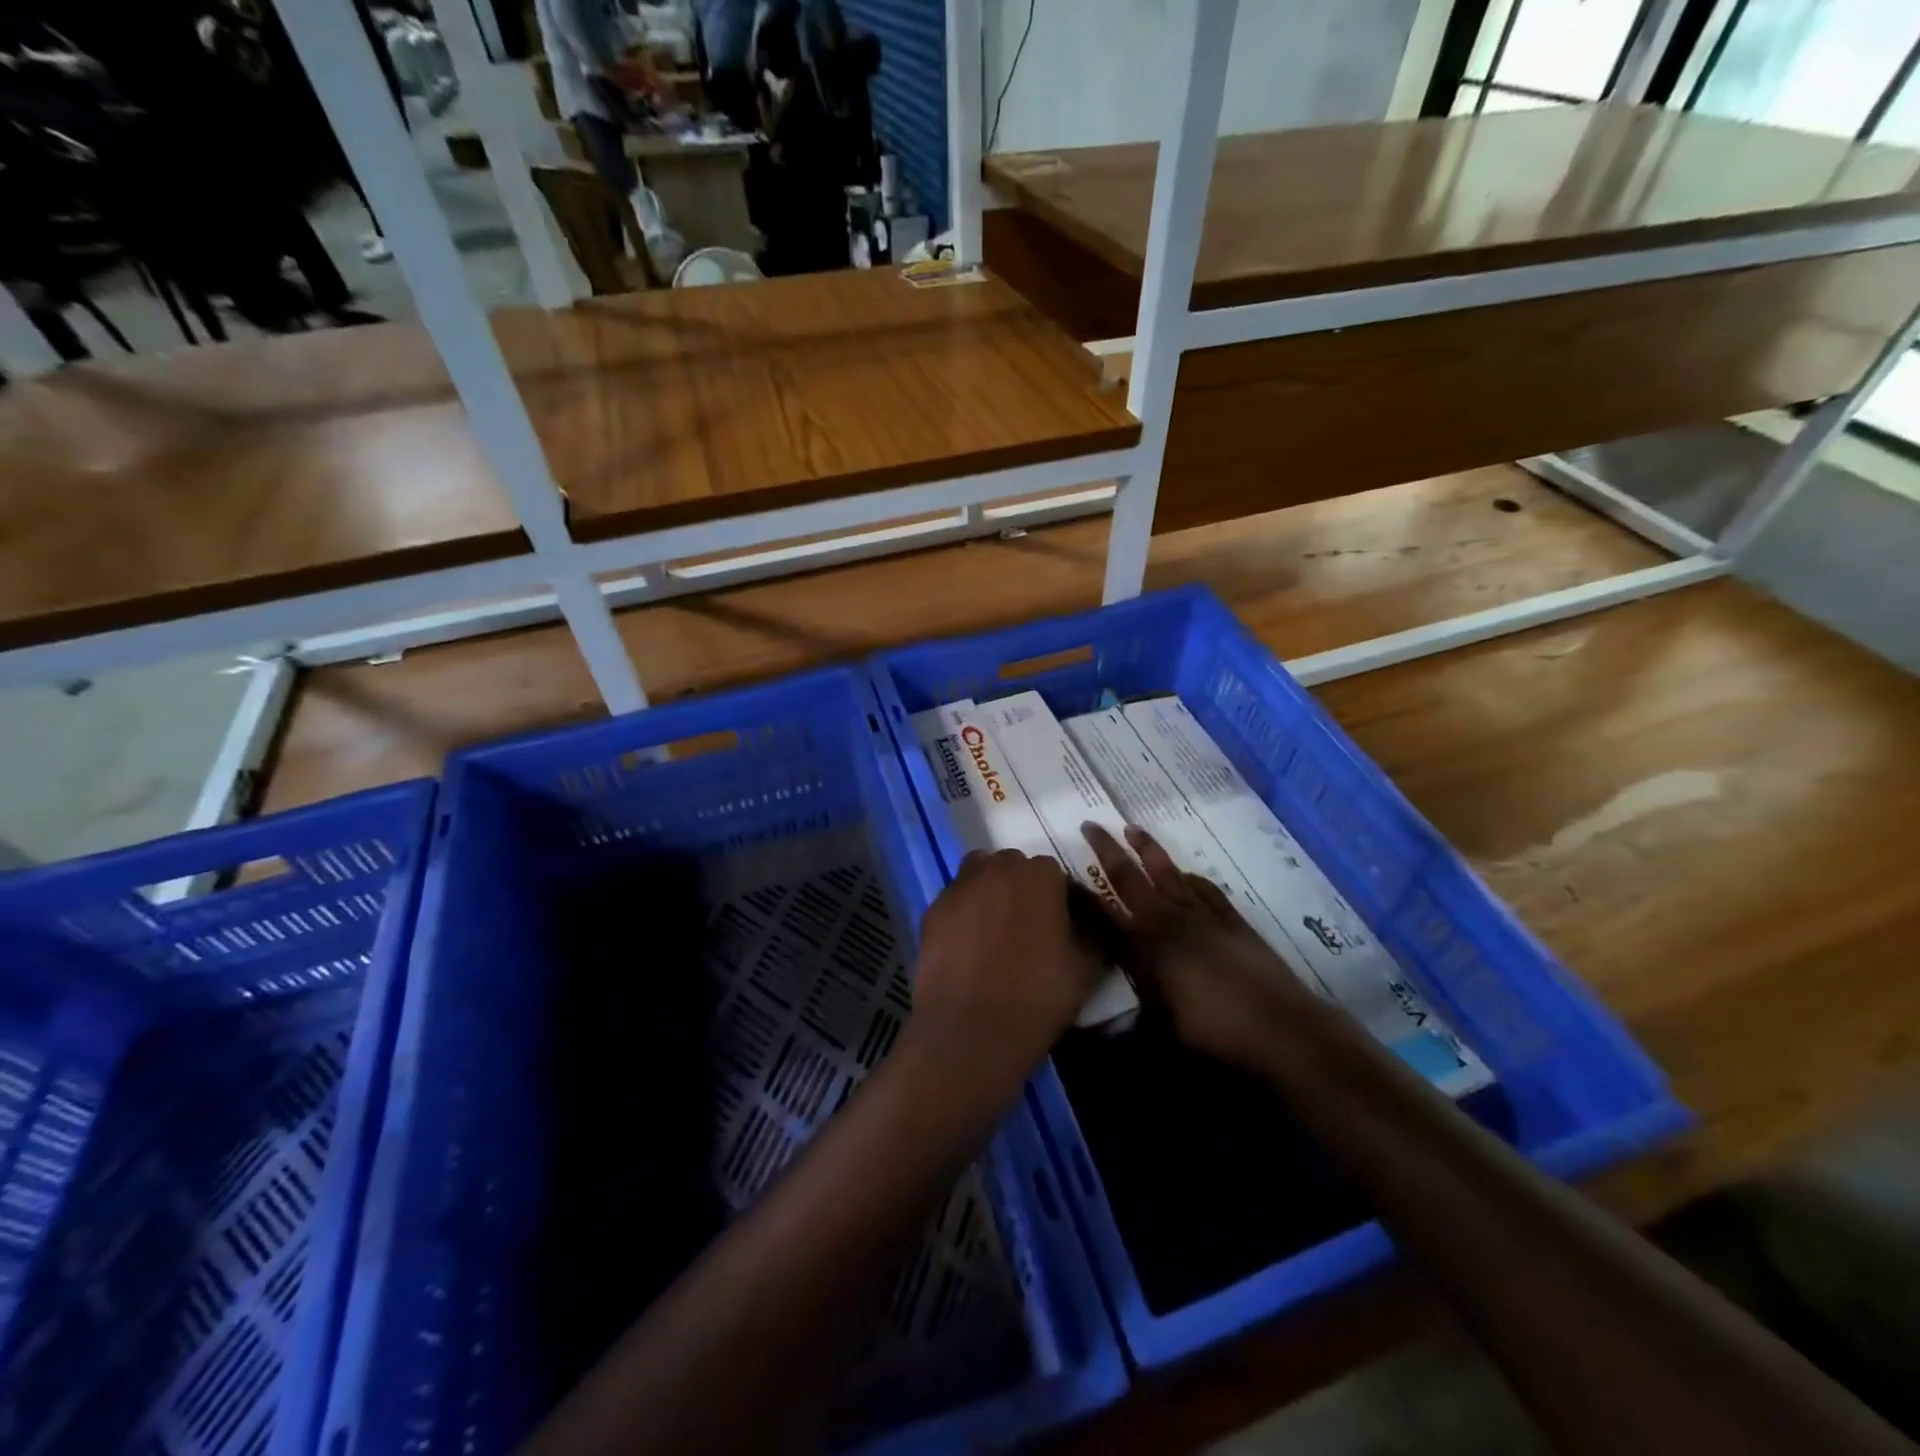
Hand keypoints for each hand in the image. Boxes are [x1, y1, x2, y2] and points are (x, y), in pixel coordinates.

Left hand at [907, 850, 1103, 1108]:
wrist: (971, 1030)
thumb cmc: (1037, 995)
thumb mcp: (1087, 967)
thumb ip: (1095, 933)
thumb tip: (1093, 922)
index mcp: (1039, 875)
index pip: (1055, 874)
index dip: (1059, 899)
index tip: (1061, 925)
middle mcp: (996, 868)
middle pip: (1013, 868)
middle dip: (1022, 889)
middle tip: (1028, 928)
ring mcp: (959, 887)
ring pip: (979, 876)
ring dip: (990, 892)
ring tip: (996, 932)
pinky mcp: (932, 910)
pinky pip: (955, 902)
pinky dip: (964, 914)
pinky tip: (969, 947)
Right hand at [1082, 823, 1316, 1069]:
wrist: (1278, 1024)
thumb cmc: (1213, 1027)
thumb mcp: (1161, 1019)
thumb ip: (1134, 999)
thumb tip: (1107, 1001)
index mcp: (1147, 942)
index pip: (1104, 909)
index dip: (1082, 891)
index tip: (1063, 873)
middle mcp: (1170, 918)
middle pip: (1132, 876)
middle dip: (1107, 849)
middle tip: (1090, 826)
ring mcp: (1203, 914)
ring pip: (1169, 871)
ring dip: (1148, 849)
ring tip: (1133, 829)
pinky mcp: (1232, 919)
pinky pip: (1204, 887)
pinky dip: (1190, 876)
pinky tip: (1186, 873)